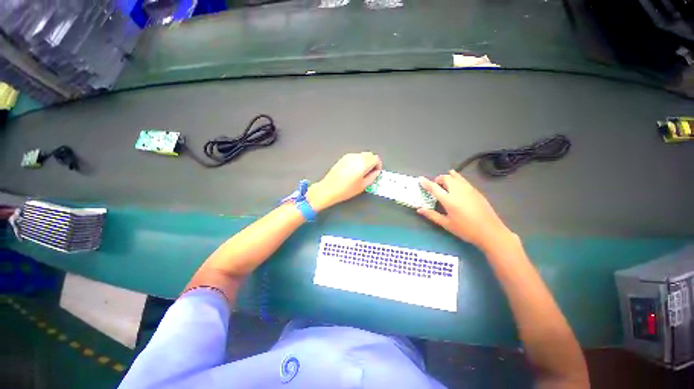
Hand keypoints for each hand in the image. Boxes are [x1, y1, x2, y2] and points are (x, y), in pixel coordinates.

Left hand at [308, 152, 381, 210]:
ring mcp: (348, 156)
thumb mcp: (363, 186)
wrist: (329, 189)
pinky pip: (354, 157)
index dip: (378, 166)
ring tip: (361, 174)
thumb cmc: (345, 189)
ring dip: (365, 162)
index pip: (376, 159)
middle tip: (370, 173)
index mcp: (363, 163)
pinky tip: (353, 172)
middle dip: (372, 163)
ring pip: (362, 155)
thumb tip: (376, 172)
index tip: (376, 172)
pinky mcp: (343, 158)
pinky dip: (357, 162)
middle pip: (369, 155)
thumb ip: (373, 177)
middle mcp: (356, 157)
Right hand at [417, 170, 513, 249]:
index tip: (420, 179)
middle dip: (438, 179)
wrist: (490, 231)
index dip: (426, 182)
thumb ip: (432, 215)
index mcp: (449, 200)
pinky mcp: (476, 191)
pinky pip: (463, 180)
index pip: (434, 187)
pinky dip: (457, 178)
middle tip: (434, 184)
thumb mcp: (446, 224)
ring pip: (456, 177)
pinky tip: (456, 182)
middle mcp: (458, 191)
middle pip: (446, 178)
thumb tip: (419, 209)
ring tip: (444, 182)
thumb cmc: (466, 229)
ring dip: (447, 177)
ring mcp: (468, 189)